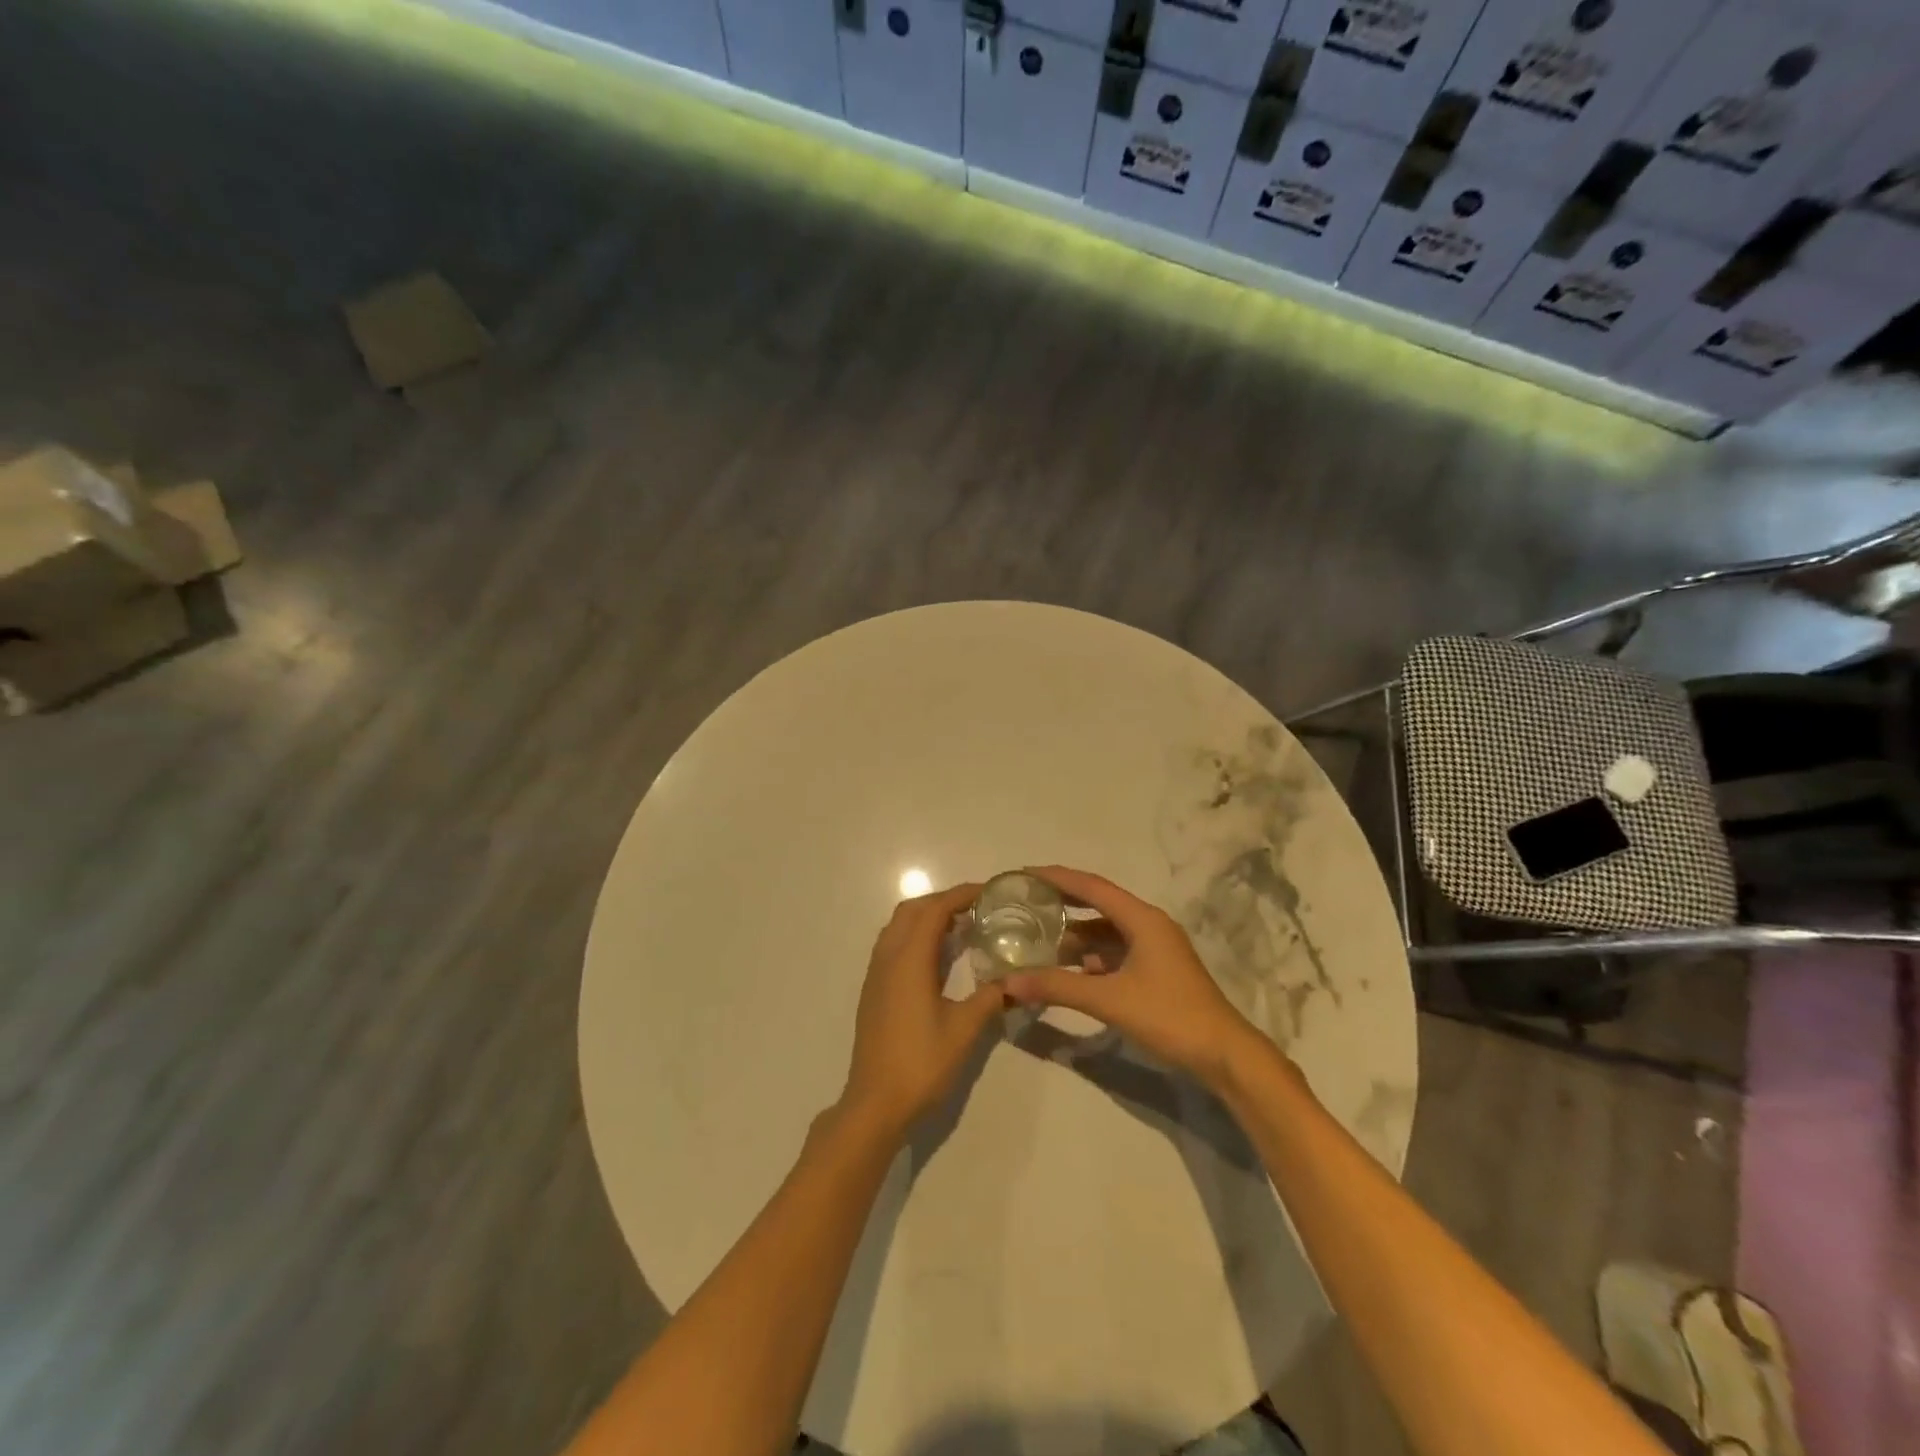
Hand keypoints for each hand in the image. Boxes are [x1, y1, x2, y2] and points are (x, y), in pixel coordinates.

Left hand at [840, 882, 1005, 1141]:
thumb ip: (990, 998)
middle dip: (944, 901)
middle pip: (913, 910)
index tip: (990, 892)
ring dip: (928, 917)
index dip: (961, 895)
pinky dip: (916, 936)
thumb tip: (1014, 980)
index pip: (935, 910)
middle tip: (977, 908)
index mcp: (909, 959)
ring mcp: (876, 973)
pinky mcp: (874, 989)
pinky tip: (939, 958)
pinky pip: (894, 945)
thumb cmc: (921, 1063)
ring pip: (899, 926)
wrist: (875, 1103)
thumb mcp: (964, 1030)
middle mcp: (888, 957)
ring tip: (961, 928)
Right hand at [1002, 866, 1261, 1090]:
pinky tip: (1072, 970)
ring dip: (1077, 935)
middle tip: (1028, 902)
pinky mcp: (1157, 970)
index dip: (1057, 878)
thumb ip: (1058, 987)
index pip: (1092, 887)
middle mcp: (1149, 925)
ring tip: (1041, 940)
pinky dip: (1092, 956)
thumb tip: (1010, 981)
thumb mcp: (1109, 1000)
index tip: (1025, 874)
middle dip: (1064, 903)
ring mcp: (1156, 948)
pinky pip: (1117, 952)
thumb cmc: (1168, 1016)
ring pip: (1108, 931)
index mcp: (1142, 919)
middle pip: (1099, 904)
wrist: (1223, 1054)